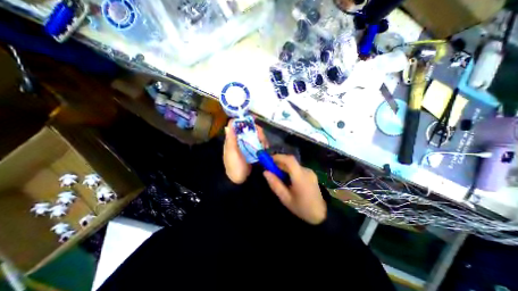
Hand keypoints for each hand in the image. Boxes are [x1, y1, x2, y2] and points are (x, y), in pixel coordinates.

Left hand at [223, 118, 269, 183]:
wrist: (239, 180)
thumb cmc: (234, 166)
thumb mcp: (232, 152)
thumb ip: (231, 139)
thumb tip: (229, 124)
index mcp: (232, 138)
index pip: (236, 124)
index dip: (243, 119)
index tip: (253, 119)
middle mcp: (239, 139)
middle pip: (248, 128)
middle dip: (257, 130)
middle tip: (262, 138)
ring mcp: (246, 144)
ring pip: (255, 134)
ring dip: (261, 137)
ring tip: (265, 145)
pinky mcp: (252, 149)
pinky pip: (258, 142)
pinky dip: (263, 143)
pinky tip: (265, 147)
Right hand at [264, 155, 324, 224]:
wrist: (321, 214)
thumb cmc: (302, 208)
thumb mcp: (285, 199)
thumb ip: (275, 184)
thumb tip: (265, 172)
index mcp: (300, 177)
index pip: (289, 160)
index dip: (278, 157)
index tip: (268, 160)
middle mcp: (306, 171)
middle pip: (290, 161)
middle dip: (278, 162)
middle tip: (269, 168)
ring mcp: (310, 172)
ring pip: (293, 165)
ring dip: (284, 167)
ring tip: (277, 176)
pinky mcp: (311, 174)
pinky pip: (297, 168)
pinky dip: (289, 170)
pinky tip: (286, 179)